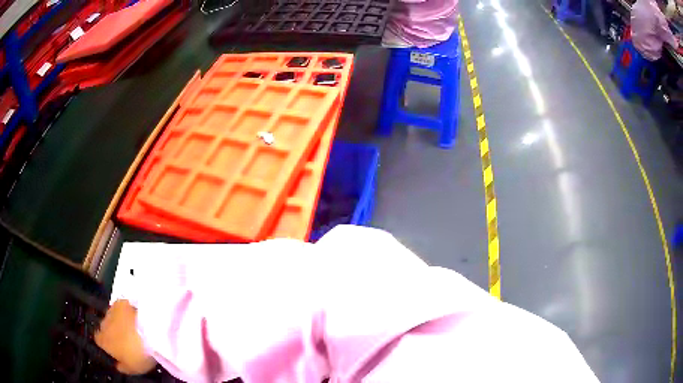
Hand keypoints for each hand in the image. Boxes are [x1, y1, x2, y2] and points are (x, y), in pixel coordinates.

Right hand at [94, 299, 155, 374]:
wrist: (148, 331)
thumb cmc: (138, 355)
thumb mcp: (132, 368)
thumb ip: (122, 367)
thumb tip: (118, 365)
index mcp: (103, 341)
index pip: (99, 341)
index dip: (106, 344)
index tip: (116, 349)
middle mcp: (103, 324)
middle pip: (105, 328)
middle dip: (113, 332)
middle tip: (127, 339)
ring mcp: (111, 311)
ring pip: (112, 317)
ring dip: (119, 321)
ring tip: (132, 328)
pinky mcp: (121, 302)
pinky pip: (121, 307)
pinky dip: (126, 311)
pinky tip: (135, 316)